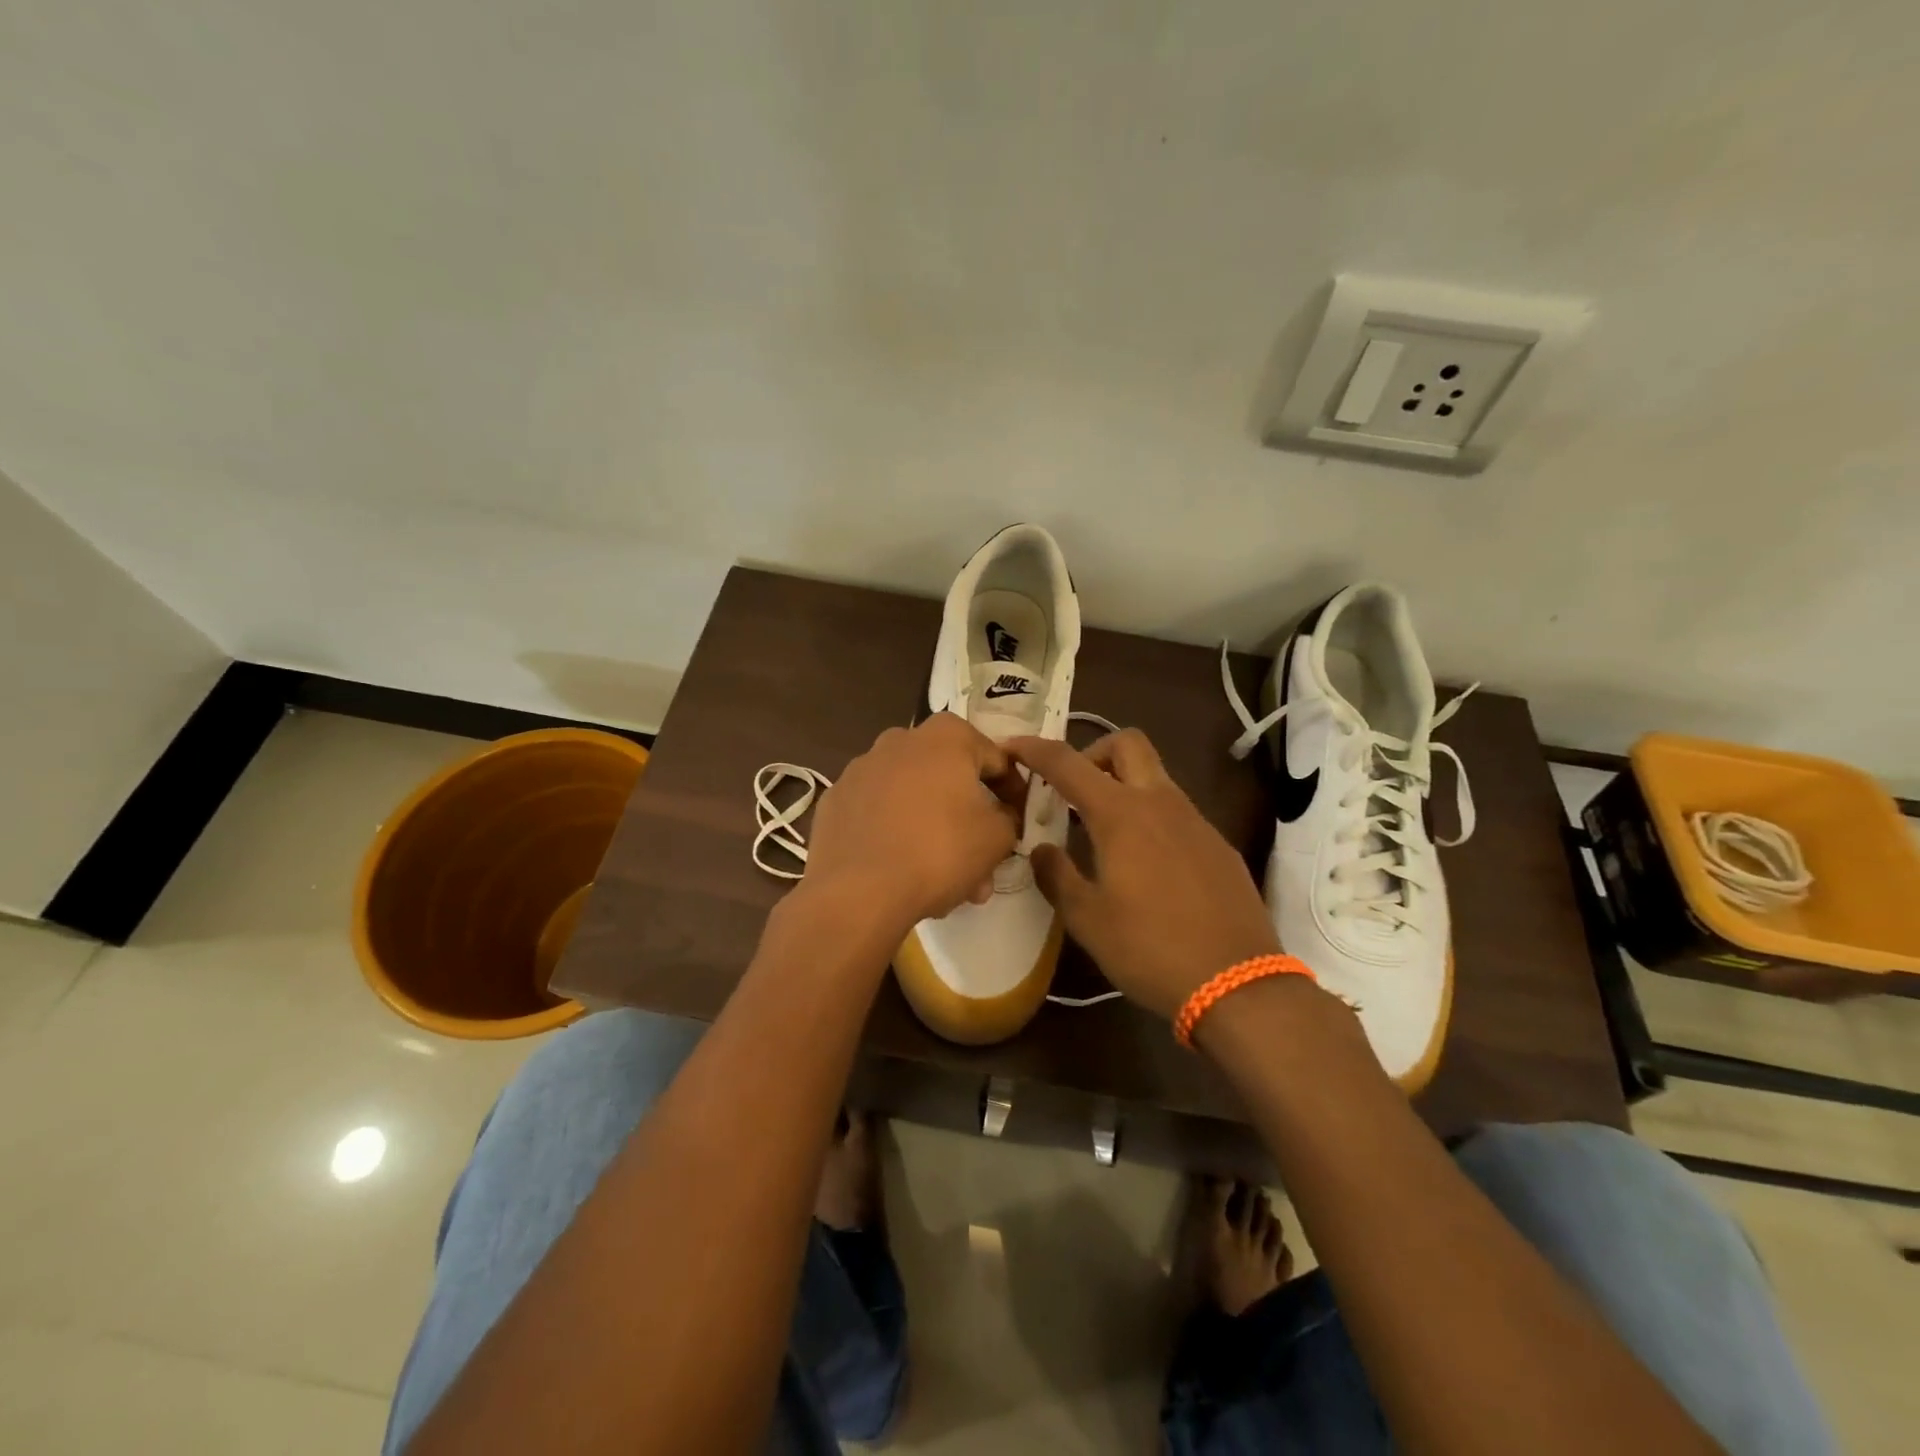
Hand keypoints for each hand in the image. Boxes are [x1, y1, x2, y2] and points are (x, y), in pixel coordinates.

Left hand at [804, 713, 1023, 934]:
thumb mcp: (997, 838)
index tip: (1016, 823)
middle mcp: (900, 740)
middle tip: (981, 861)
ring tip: (944, 879)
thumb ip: (1009, 818)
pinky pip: (878, 813)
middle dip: (968, 818)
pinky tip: (901, 869)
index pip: (995, 759)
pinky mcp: (835, 800)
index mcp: (945, 736)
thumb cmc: (938, 851)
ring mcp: (861, 769)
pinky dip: (894, 832)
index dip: (1012, 792)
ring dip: (932, 829)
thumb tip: (1001, 815)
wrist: (857, 891)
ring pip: (912, 797)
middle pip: (948, 778)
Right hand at [1004, 729, 1279, 1020]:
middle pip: (1127, 743)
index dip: (1035, 749)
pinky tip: (1146, 866)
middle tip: (1074, 790)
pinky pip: (1177, 812)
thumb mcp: (1087, 918)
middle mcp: (1160, 803)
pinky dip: (1151, 818)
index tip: (1012, 747)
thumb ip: (1057, 875)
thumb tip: (1042, 850)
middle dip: (1093, 752)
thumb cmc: (1149, 948)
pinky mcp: (1218, 845)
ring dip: (1124, 786)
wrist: (1237, 984)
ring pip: (1156, 776)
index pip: (1068, 763)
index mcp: (1121, 814)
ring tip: (1104, 833)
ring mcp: (1196, 821)